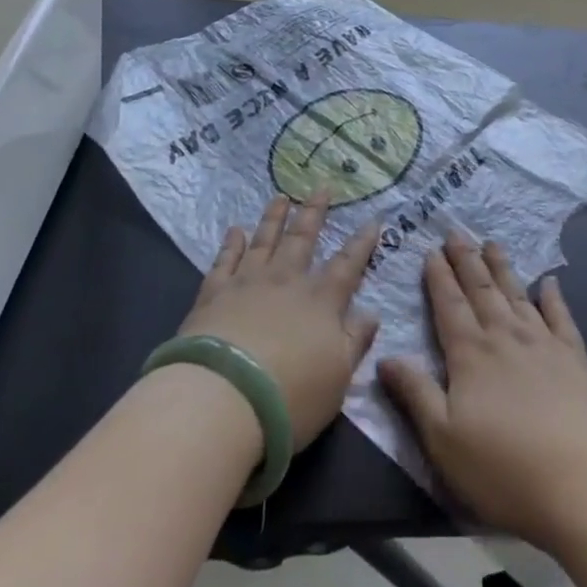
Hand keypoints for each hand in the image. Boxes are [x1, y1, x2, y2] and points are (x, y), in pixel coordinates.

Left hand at [178, 194, 380, 448]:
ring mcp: (247, 283)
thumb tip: (371, 313)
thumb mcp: (338, 378)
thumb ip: (355, 342)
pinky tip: (235, 230)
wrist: (223, 398)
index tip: (373, 220)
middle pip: (303, 239)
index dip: (362, 243)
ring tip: (281, 196)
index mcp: (321, 301)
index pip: (348, 265)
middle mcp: (286, 281)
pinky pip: (225, 260)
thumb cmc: (290, 395)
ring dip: (274, 217)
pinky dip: (231, 243)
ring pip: (264, 240)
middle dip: (315, 213)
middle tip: (322, 188)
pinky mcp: (213, 294)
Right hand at [379, 233, 586, 551]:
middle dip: (466, 260)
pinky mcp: (575, 359)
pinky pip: (561, 318)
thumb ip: (415, 394)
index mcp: (470, 355)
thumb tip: (385, 357)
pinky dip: (554, 297)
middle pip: (481, 290)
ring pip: (517, 295)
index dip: (438, 277)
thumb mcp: (443, 439)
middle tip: (456, 232)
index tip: (431, 250)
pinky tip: (550, 282)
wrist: (582, 483)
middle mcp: (504, 337)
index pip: (449, 305)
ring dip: (502, 268)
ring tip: (492, 243)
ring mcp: (543, 344)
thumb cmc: (503, 469)